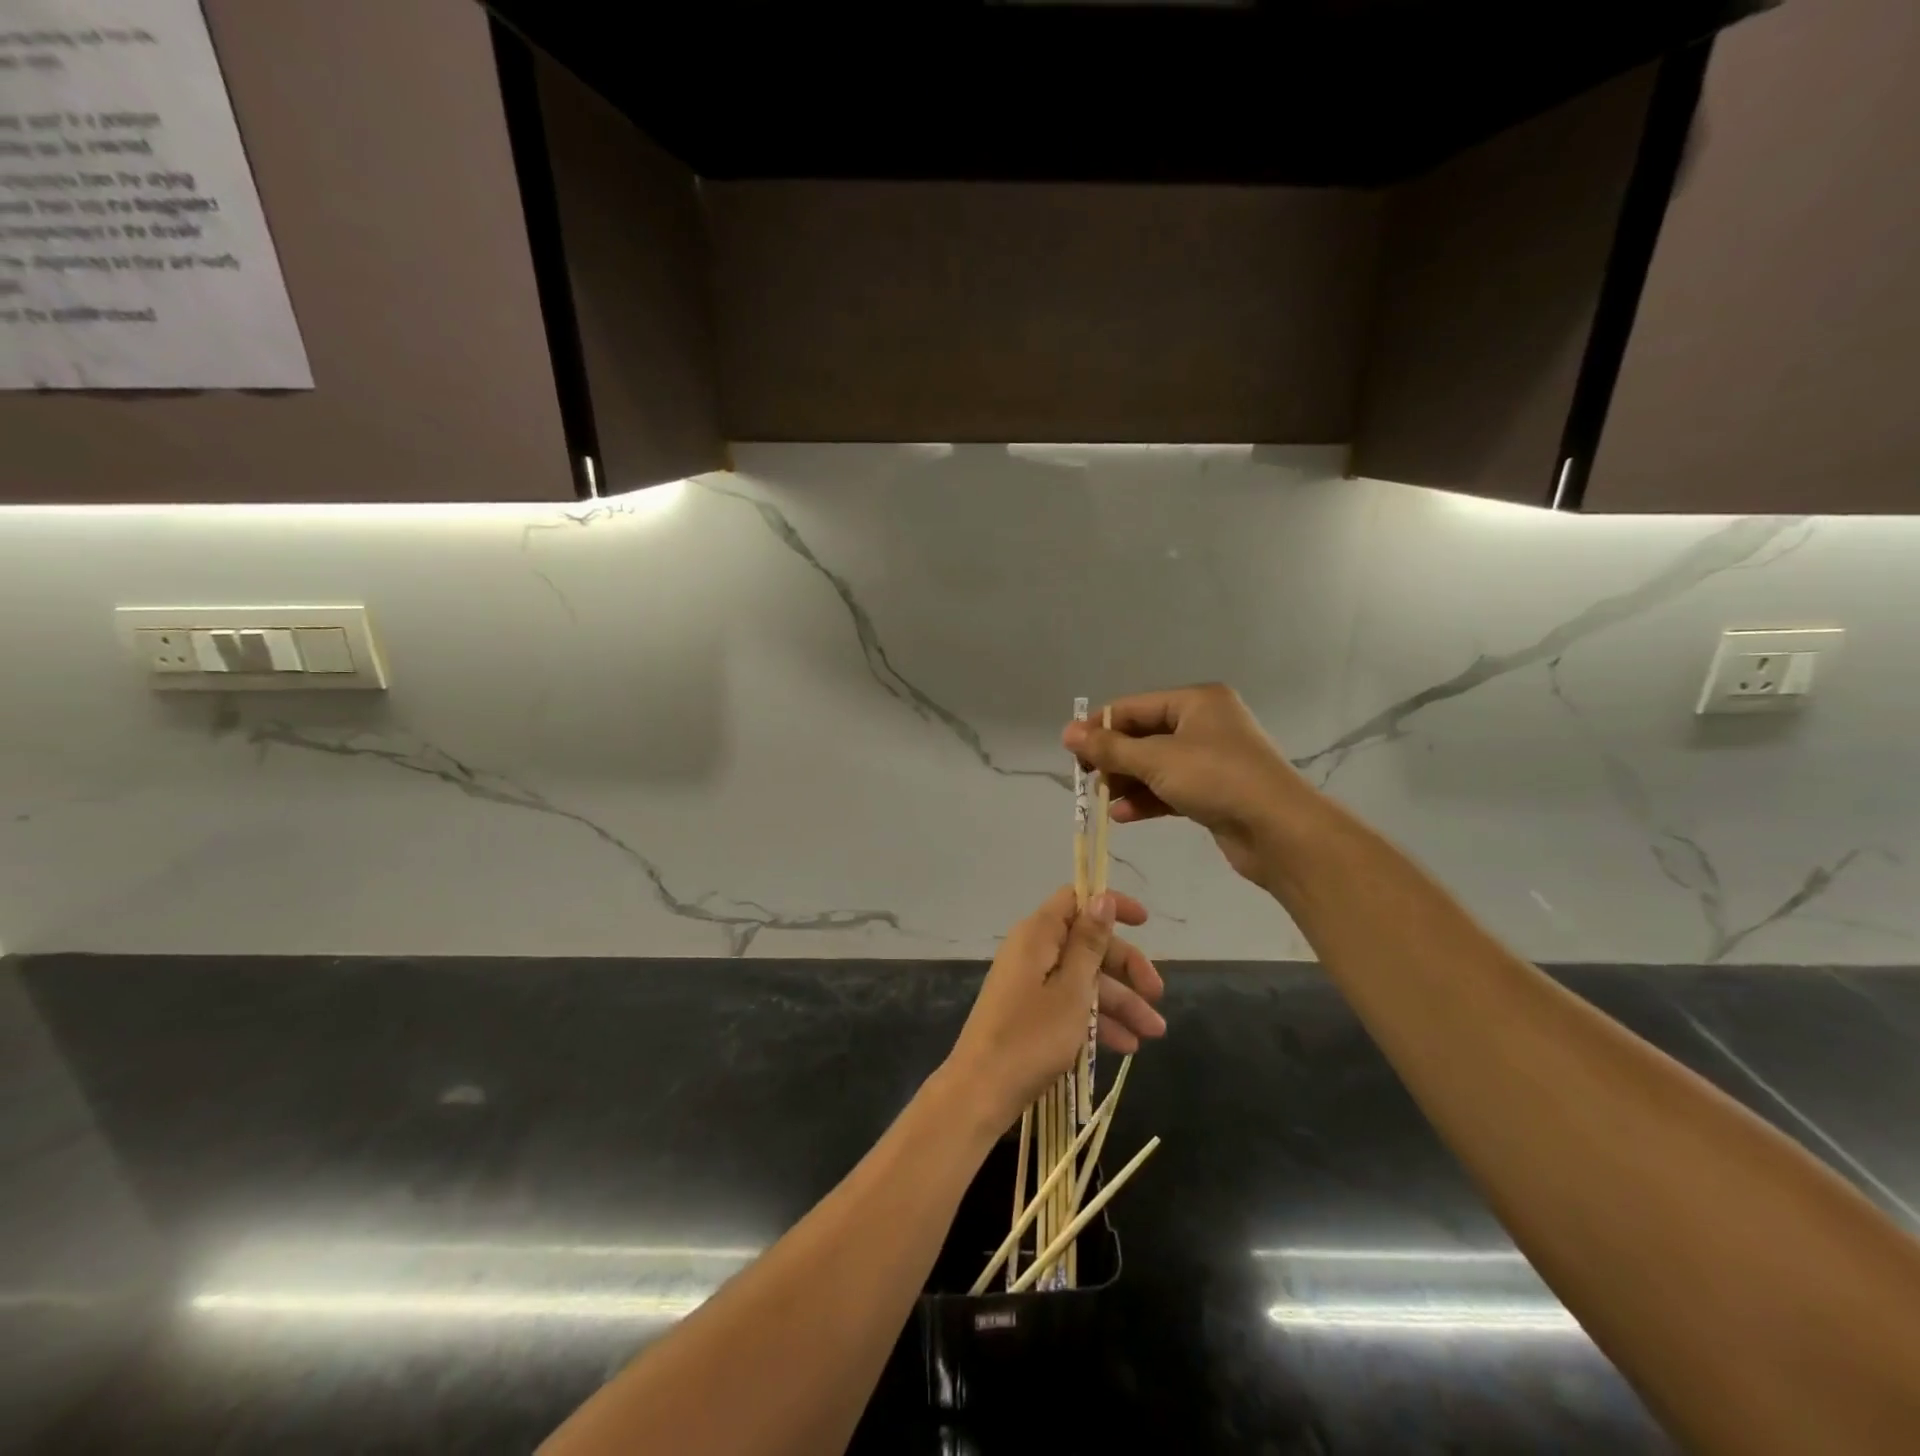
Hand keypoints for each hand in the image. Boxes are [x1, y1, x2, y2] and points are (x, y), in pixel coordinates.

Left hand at [946, 887, 1166, 1124]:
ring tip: (1153, 1034)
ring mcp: (1029, 982)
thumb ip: (1089, 944)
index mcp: (1037, 934)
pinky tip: (1125, 1046)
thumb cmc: (1031, 1036)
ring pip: (1082, 979)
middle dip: (1126, 969)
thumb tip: (1102, 898)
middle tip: (1158, 997)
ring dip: (1119, 1002)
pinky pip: (1069, 1003)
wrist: (980, 1091)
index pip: (1076, 900)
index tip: (1144, 924)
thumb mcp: (1071, 990)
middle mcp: (1032, 950)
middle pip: (1086, 944)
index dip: (1110, 907)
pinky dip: (1095, 1019)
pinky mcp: (1029, 1011)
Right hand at [1062, 684, 1316, 884]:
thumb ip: (1109, 748)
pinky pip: (1170, 788)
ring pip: (1155, 765)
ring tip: (1102, 800)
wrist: (1280, 831)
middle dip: (1114, 759)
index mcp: (1196, 701)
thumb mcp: (1156, 759)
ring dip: (1127, 782)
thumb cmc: (1217, 779)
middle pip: (1144, 736)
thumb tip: (1067, 732)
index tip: (1071, 751)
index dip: (1100, 727)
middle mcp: (1205, 724)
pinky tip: (1124, 816)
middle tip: (1086, 779)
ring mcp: (1211, 759)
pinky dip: (1147, 800)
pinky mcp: (1214, 791)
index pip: (1134, 707)